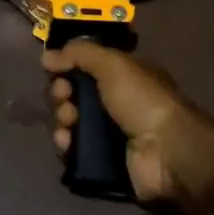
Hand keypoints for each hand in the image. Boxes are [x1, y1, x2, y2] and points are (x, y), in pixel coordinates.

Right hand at [41, 42, 213, 204]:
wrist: (166, 152)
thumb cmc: (142, 100)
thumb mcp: (114, 64)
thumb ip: (79, 53)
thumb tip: (47, 57)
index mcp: (122, 77)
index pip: (84, 68)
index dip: (67, 67)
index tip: (56, 70)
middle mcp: (114, 103)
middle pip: (73, 94)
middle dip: (61, 94)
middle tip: (65, 98)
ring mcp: (108, 133)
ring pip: (70, 122)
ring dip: (62, 119)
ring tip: (69, 123)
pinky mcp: (102, 161)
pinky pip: (73, 150)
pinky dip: (66, 144)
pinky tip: (67, 143)